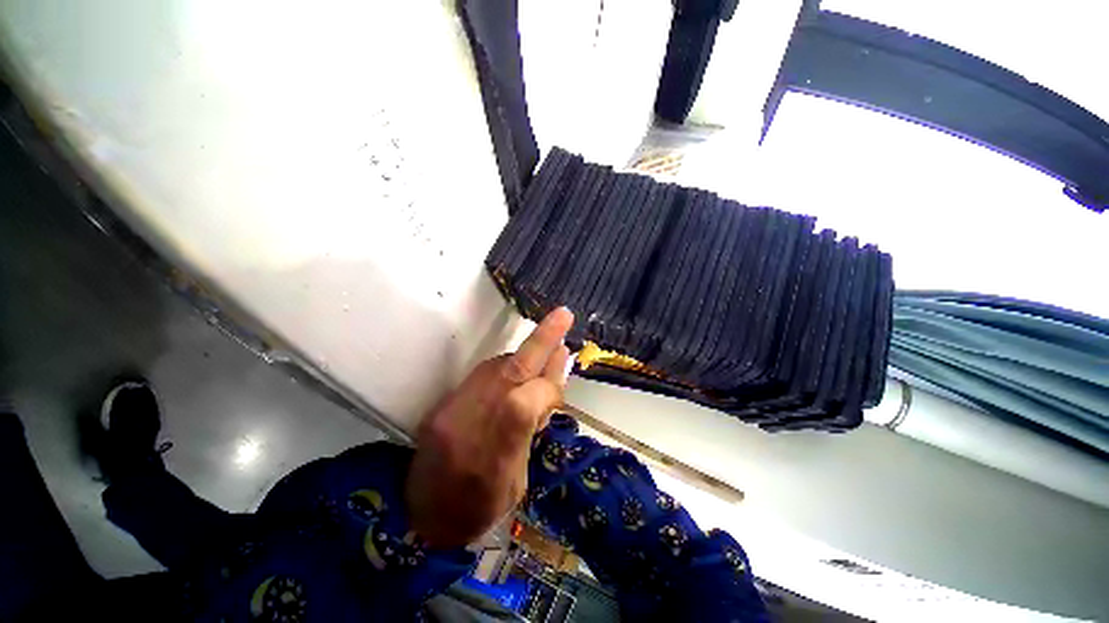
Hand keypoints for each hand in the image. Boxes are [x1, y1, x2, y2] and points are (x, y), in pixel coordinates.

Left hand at [406, 307, 573, 547]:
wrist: (418, 522)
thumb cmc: (479, 511)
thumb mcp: (519, 481)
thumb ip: (534, 427)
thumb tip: (553, 382)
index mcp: (494, 455)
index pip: (530, 400)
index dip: (551, 389)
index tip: (559, 386)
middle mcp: (471, 424)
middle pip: (512, 370)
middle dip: (542, 339)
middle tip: (564, 314)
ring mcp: (452, 409)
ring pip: (497, 367)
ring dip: (523, 359)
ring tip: (540, 358)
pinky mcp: (441, 404)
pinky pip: (482, 374)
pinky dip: (504, 369)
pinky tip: (514, 374)